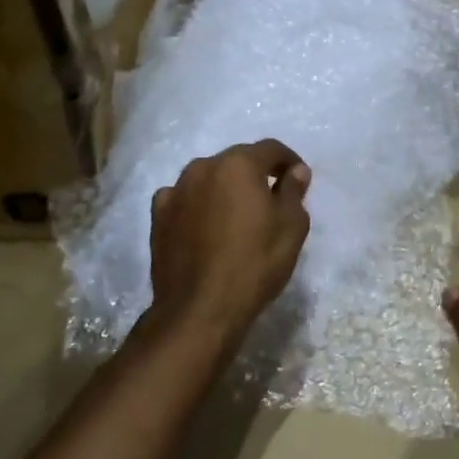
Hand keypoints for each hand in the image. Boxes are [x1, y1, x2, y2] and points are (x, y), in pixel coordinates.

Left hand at [149, 140, 311, 343]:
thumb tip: (295, 172)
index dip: (290, 161)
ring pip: (209, 178)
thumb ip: (293, 191)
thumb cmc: (255, 263)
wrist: (200, 308)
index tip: (300, 179)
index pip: (271, 149)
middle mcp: (203, 167)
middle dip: (257, 174)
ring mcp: (176, 191)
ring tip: (238, 215)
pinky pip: (184, 199)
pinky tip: (206, 225)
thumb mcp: (291, 226)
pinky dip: (199, 205)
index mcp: (238, 164)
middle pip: (237, 161)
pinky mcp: (158, 216)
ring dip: (226, 188)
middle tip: (272, 199)